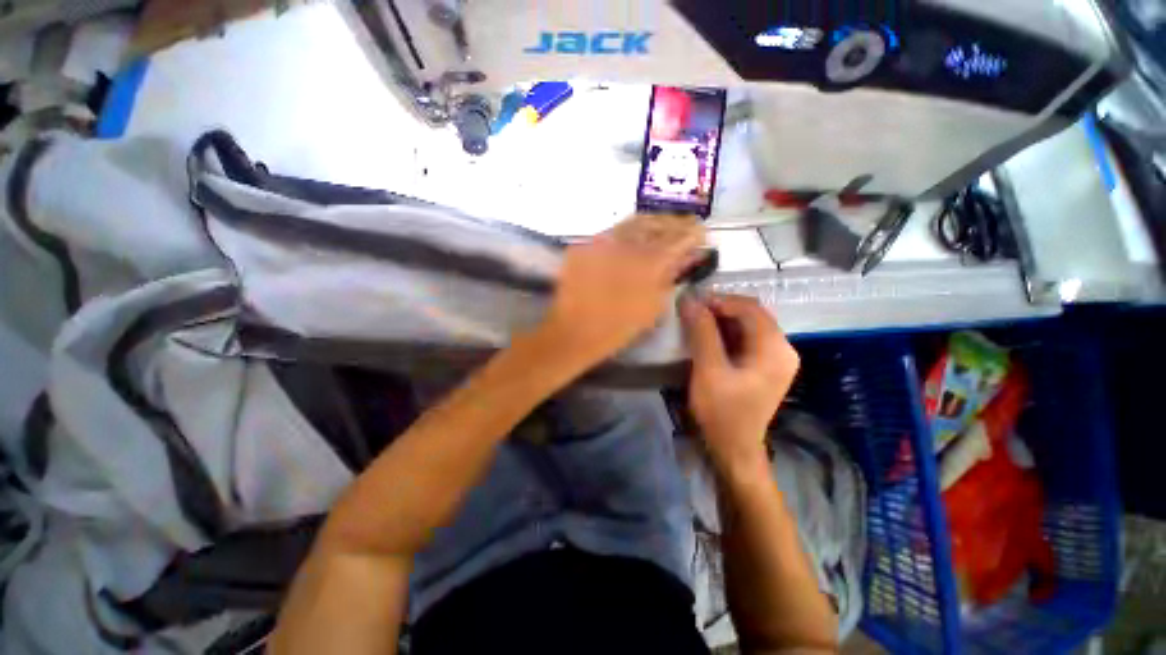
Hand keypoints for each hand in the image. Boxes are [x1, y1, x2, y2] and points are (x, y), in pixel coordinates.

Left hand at [540, 214, 704, 365]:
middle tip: (683, 226)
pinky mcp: (584, 245)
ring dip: (651, 223)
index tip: (700, 233)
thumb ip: (670, 278)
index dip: (693, 233)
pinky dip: (626, 233)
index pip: (679, 238)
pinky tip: (632, 240)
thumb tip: (685, 257)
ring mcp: (601, 241)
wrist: (574, 332)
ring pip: (632, 222)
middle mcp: (626, 244)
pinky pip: (611, 232)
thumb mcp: (652, 307)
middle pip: (656, 222)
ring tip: (660, 228)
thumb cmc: (618, 328)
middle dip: (673, 223)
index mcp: (649, 263)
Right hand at [679, 294, 799, 475]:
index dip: (720, 300)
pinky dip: (726, 332)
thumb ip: (701, 333)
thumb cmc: (722, 412)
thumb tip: (690, 300)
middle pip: (752, 314)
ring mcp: (776, 358)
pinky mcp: (766, 365)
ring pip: (748, 324)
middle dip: (720, 309)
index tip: (691, 302)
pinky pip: (747, 338)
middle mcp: (783, 348)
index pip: (750, 308)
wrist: (734, 448)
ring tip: (695, 321)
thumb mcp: (708, 370)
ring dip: (721, 320)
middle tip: (691, 311)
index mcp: (775, 349)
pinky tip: (708, 336)